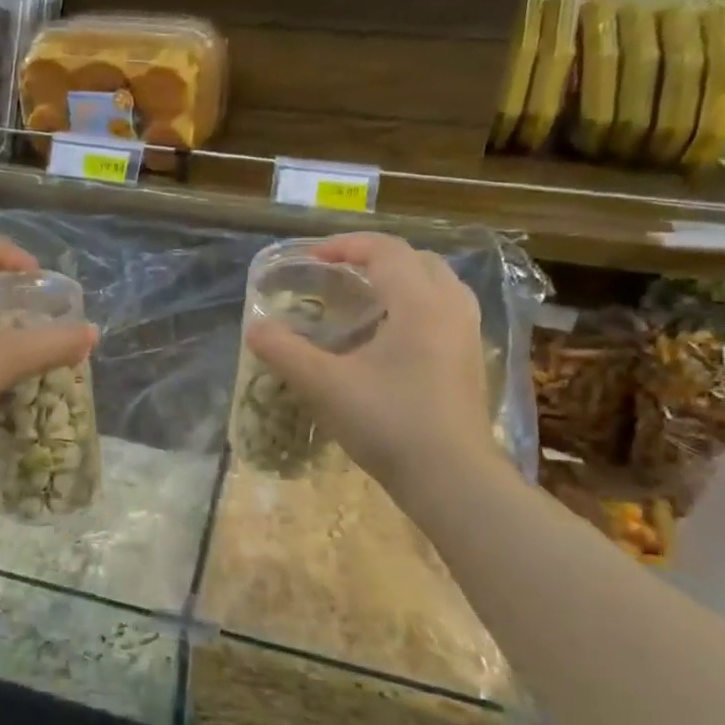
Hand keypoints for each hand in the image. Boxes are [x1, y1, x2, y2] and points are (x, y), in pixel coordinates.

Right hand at [244, 233, 494, 492]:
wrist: (452, 479)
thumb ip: (285, 352)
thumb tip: (254, 328)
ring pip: (438, 284)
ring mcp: (467, 336)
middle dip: (375, 258)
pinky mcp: (471, 362)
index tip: (311, 259)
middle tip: (338, 274)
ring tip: (367, 298)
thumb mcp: (325, 385)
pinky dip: (417, 305)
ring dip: (402, 279)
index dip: (345, 245)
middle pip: (417, 260)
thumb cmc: (389, 422)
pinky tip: (393, 336)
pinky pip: (446, 312)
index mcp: (419, 302)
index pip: (385, 250)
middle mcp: (450, 308)